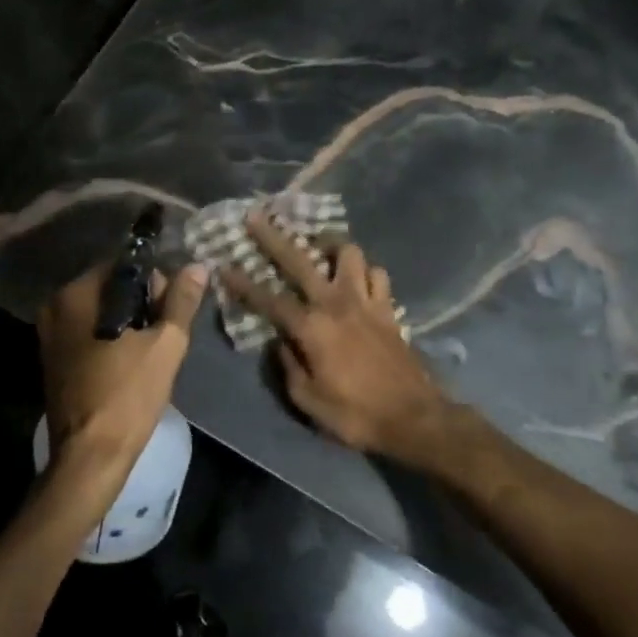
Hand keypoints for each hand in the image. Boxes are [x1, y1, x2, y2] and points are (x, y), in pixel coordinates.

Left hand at [37, 262, 208, 510]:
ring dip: (129, 323)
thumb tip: (196, 266)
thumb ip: (181, 301)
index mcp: (76, 294)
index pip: (124, 266)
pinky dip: (111, 340)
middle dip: (142, 303)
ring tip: (152, 351)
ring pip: (101, 312)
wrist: (90, 457)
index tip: (172, 310)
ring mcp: (50, 335)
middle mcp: (56, 307)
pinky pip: (89, 334)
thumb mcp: (165, 344)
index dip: (155, 282)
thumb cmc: (128, 395)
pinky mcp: (53, 360)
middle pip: (111, 288)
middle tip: (165, 334)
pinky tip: (131, 363)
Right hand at [224, 215, 454, 466]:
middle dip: (274, 238)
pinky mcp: (389, 309)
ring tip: (320, 247)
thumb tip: (280, 341)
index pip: (270, 299)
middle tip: (257, 217)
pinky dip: (365, 272)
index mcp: (312, 328)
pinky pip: (377, 275)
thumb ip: (288, 365)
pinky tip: (357, 279)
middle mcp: (337, 303)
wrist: (414, 419)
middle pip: (301, 260)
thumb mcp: (307, 400)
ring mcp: (367, 302)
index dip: (243, 283)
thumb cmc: (355, 415)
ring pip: (349, 254)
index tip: (224, 265)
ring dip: (331, 246)